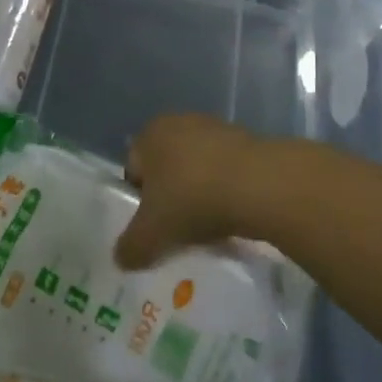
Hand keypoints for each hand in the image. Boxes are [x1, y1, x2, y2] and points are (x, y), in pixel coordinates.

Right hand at [114, 114, 275, 269]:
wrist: (259, 184)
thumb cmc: (192, 198)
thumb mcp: (151, 233)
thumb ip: (130, 247)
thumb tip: (121, 258)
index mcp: (151, 133)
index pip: (133, 170)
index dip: (138, 202)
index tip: (151, 229)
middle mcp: (180, 122)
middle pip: (167, 169)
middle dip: (170, 198)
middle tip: (176, 231)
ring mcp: (216, 129)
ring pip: (197, 170)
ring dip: (199, 195)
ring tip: (207, 229)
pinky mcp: (247, 141)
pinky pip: (225, 173)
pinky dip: (225, 192)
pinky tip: (232, 217)